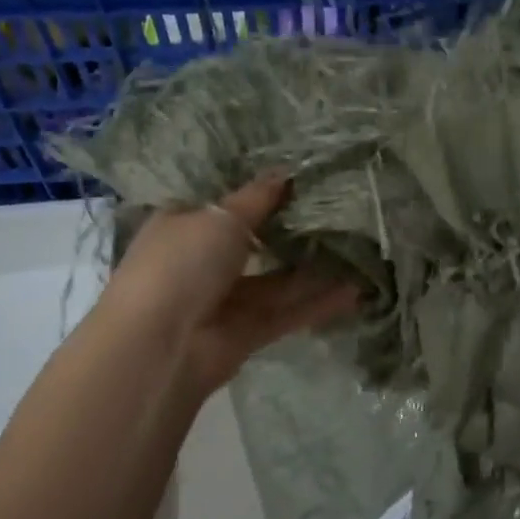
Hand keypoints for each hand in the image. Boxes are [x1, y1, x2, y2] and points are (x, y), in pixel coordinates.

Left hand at [106, 175, 358, 397]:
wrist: (159, 346)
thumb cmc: (180, 264)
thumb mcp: (219, 218)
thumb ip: (256, 197)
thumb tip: (284, 172)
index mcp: (184, 224)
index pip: (225, 202)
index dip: (260, 189)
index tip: (302, 175)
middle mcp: (203, 260)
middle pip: (256, 241)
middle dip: (294, 229)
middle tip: (342, 209)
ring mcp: (225, 299)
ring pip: (277, 280)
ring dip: (314, 268)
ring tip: (360, 248)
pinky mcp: (247, 332)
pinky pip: (288, 312)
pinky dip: (319, 303)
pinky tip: (357, 291)